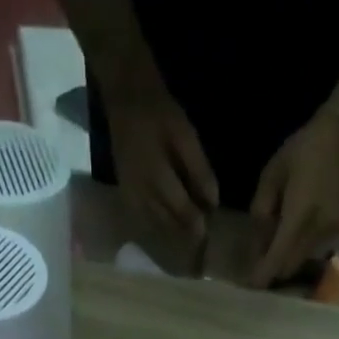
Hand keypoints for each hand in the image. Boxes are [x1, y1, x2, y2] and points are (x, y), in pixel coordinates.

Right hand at [105, 84, 217, 236]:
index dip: (197, 223)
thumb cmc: (160, 115)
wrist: (126, 100)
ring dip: (174, 232)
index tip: (211, 231)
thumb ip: (199, 170)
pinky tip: (171, 224)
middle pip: (168, 223)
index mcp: (156, 177)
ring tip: (190, 233)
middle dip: (187, 232)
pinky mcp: (126, 197)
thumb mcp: (186, 136)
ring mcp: (131, 198)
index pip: (181, 210)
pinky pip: (145, 221)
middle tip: (203, 237)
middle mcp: (141, 194)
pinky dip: (161, 225)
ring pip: (157, 226)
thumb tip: (213, 203)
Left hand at [249, 108, 338, 287]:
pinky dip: (301, 250)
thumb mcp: (272, 174)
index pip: (278, 259)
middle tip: (258, 268)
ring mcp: (333, 233)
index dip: (263, 276)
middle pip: (290, 267)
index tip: (250, 286)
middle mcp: (318, 231)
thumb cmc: (305, 149)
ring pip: (303, 261)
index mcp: (299, 216)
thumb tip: (257, 243)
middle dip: (273, 272)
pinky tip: (293, 237)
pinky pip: (316, 250)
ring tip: (273, 251)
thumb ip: (261, 210)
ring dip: (287, 261)